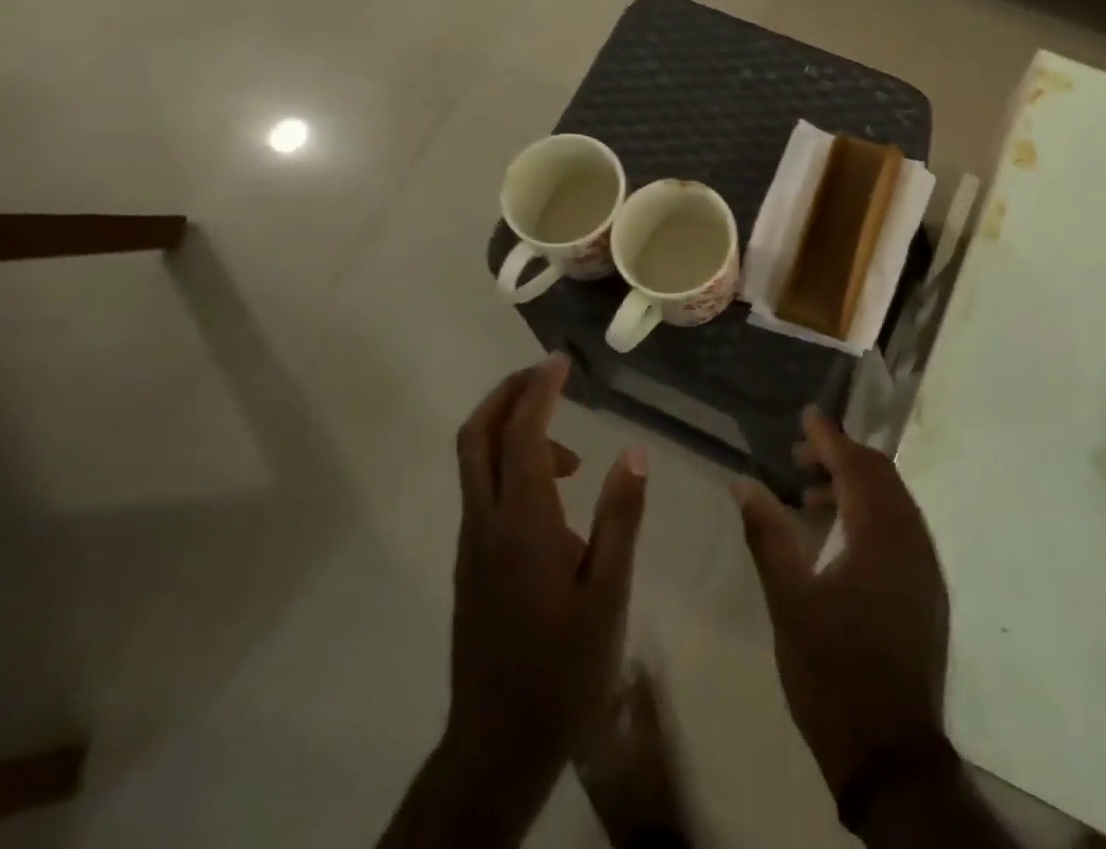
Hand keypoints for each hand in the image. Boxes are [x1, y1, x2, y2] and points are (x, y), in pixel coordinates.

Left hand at [446, 356, 648, 841]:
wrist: (498, 743)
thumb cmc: (565, 668)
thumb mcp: (609, 593)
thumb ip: (620, 517)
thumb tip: (634, 451)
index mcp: (523, 524)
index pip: (523, 436)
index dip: (539, 391)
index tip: (561, 362)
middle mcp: (486, 523)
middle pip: (475, 437)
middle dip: (506, 394)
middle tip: (545, 373)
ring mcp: (472, 544)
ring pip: (475, 462)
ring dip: (511, 429)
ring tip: (570, 445)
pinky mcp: (471, 563)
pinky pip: (484, 490)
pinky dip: (511, 464)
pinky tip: (555, 492)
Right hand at [732, 406, 949, 798]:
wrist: (891, 757)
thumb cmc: (834, 673)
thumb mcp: (789, 602)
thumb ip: (768, 535)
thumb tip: (744, 483)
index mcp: (882, 534)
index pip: (856, 465)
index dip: (830, 436)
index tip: (807, 414)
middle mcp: (912, 539)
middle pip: (880, 475)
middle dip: (841, 456)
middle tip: (799, 456)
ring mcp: (925, 566)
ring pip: (892, 502)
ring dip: (854, 486)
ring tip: (809, 495)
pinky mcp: (927, 591)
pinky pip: (900, 528)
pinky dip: (869, 514)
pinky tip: (838, 537)